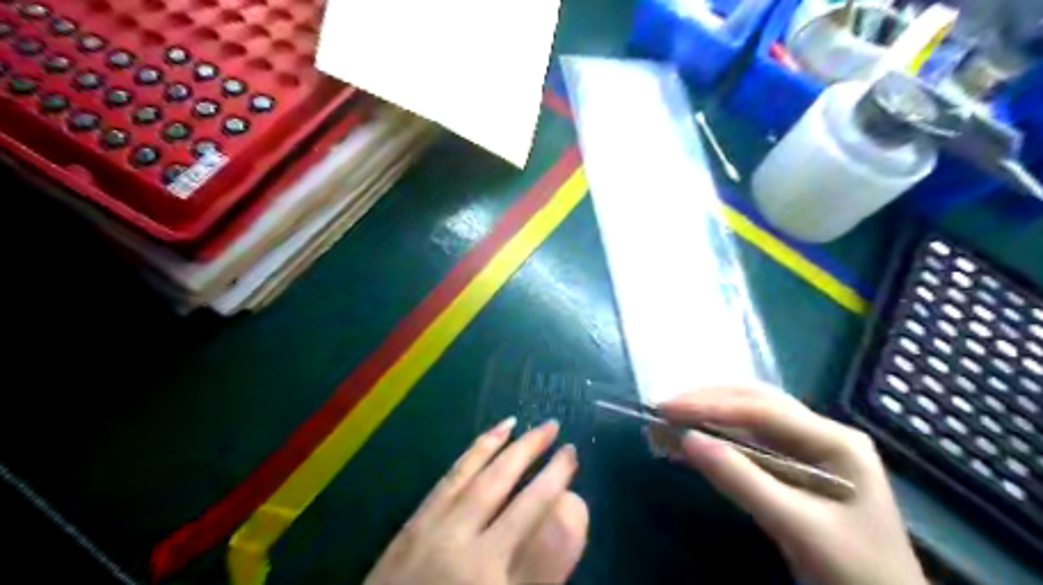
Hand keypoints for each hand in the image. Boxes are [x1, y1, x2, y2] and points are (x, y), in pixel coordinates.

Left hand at [361, 418, 585, 581]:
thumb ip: (539, 567)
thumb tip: (569, 511)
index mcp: (495, 579)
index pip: (541, 526)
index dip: (561, 489)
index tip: (574, 462)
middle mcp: (468, 551)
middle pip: (512, 493)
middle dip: (539, 459)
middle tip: (559, 433)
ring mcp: (437, 532)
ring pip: (480, 477)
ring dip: (507, 448)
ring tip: (529, 425)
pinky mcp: (413, 524)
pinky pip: (449, 479)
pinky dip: (471, 454)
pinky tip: (485, 440)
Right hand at [663, 388, 924, 584]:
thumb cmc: (854, 571)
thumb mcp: (798, 528)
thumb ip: (742, 481)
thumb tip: (687, 440)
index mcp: (835, 440)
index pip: (763, 410)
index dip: (711, 405)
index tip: (666, 408)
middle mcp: (822, 433)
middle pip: (757, 401)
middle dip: (708, 400)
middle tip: (665, 406)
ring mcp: (811, 446)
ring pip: (751, 415)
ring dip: (711, 412)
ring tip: (674, 415)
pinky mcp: (796, 464)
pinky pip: (752, 438)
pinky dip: (720, 434)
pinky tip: (697, 436)